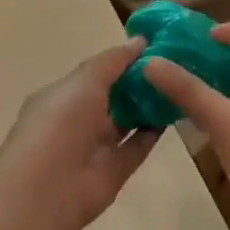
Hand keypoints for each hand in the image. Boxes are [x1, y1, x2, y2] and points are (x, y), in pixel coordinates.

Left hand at [0, 39, 160, 228]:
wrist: (50, 188)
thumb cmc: (61, 122)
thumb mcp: (85, 80)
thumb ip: (114, 61)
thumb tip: (140, 41)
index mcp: (61, 96)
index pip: (94, 74)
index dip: (121, 61)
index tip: (154, 47)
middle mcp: (76, 120)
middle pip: (112, 97)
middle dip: (138, 81)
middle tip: (174, 63)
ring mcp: (95, 147)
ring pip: (126, 121)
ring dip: (148, 105)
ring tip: (179, 83)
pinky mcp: (114, 171)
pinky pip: (137, 146)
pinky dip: (154, 132)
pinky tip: (175, 113)